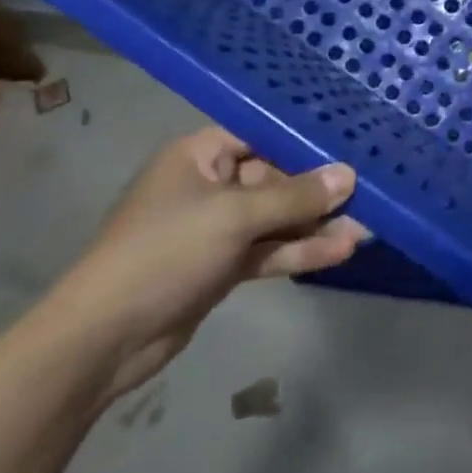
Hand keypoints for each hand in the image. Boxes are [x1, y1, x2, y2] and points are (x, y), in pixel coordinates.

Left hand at [39, 128, 364, 401]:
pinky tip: (340, 251)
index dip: (302, 139)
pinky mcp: (221, 265)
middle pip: (274, 177)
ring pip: (275, 218)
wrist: (104, 338)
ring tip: (366, 226)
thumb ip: (295, 197)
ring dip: (315, 224)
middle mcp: (209, 184)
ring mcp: (215, 228)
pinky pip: (268, 249)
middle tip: (367, 191)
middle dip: (317, 189)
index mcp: (200, 155)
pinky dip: (299, 251)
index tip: (349, 142)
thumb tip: (348, 175)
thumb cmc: (165, 252)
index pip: (260, 134)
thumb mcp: (235, 216)